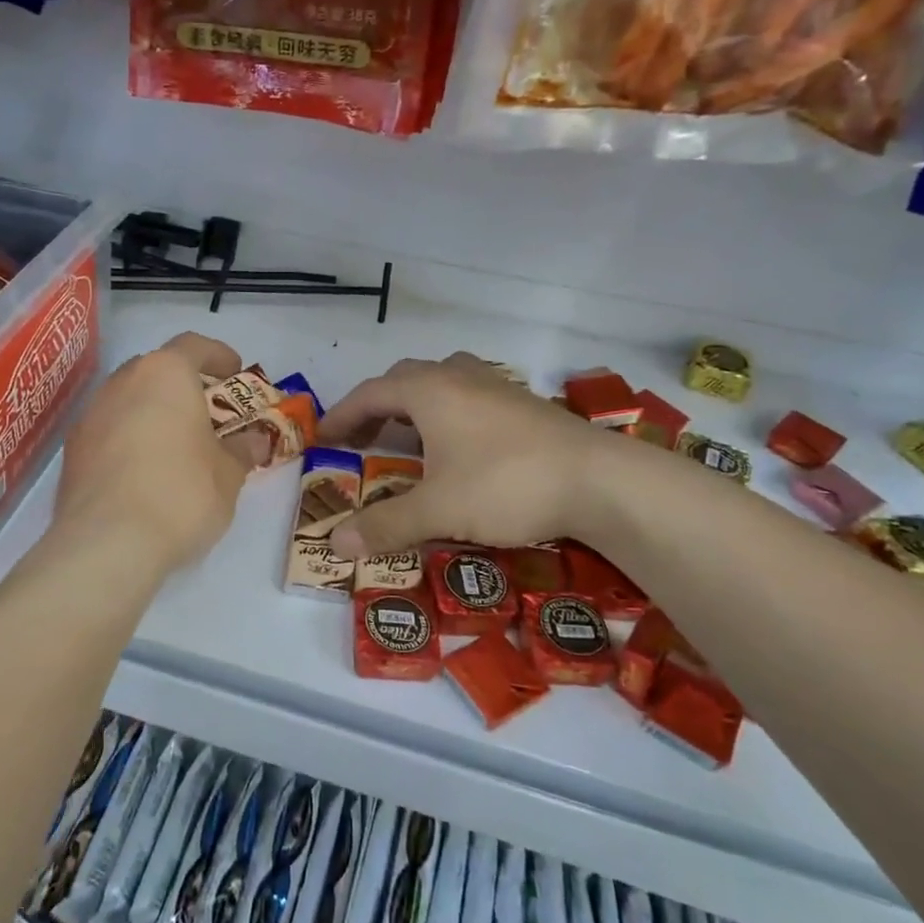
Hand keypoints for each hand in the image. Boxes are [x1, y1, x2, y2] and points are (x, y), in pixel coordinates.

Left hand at [52, 332, 248, 579]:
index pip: (193, 345)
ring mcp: (91, 415)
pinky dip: (129, 439)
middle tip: (207, 413)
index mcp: (165, 374)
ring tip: (176, 445)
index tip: (234, 372)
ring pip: (129, 400)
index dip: (217, 355)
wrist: (107, 543)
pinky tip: (145, 472)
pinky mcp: (72, 451)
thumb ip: (241, 451)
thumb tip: (254, 441)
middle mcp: (123, 382)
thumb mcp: (228, 474)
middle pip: (156, 370)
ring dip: (153, 412)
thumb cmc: (181, 493)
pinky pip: (109, 430)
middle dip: (183, 386)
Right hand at [318, 353, 614, 556]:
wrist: (600, 480)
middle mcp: (459, 377)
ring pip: (441, 381)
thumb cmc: (506, 484)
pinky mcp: (524, 403)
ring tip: (407, 437)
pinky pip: (469, 395)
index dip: (341, 416)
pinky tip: (459, 446)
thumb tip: (335, 545)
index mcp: (429, 390)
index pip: (370, 394)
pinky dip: (447, 413)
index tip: (322, 438)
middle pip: (403, 380)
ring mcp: (496, 386)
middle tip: (361, 440)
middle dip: (376, 408)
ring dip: (414, 405)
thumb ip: (385, 526)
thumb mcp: (439, 510)